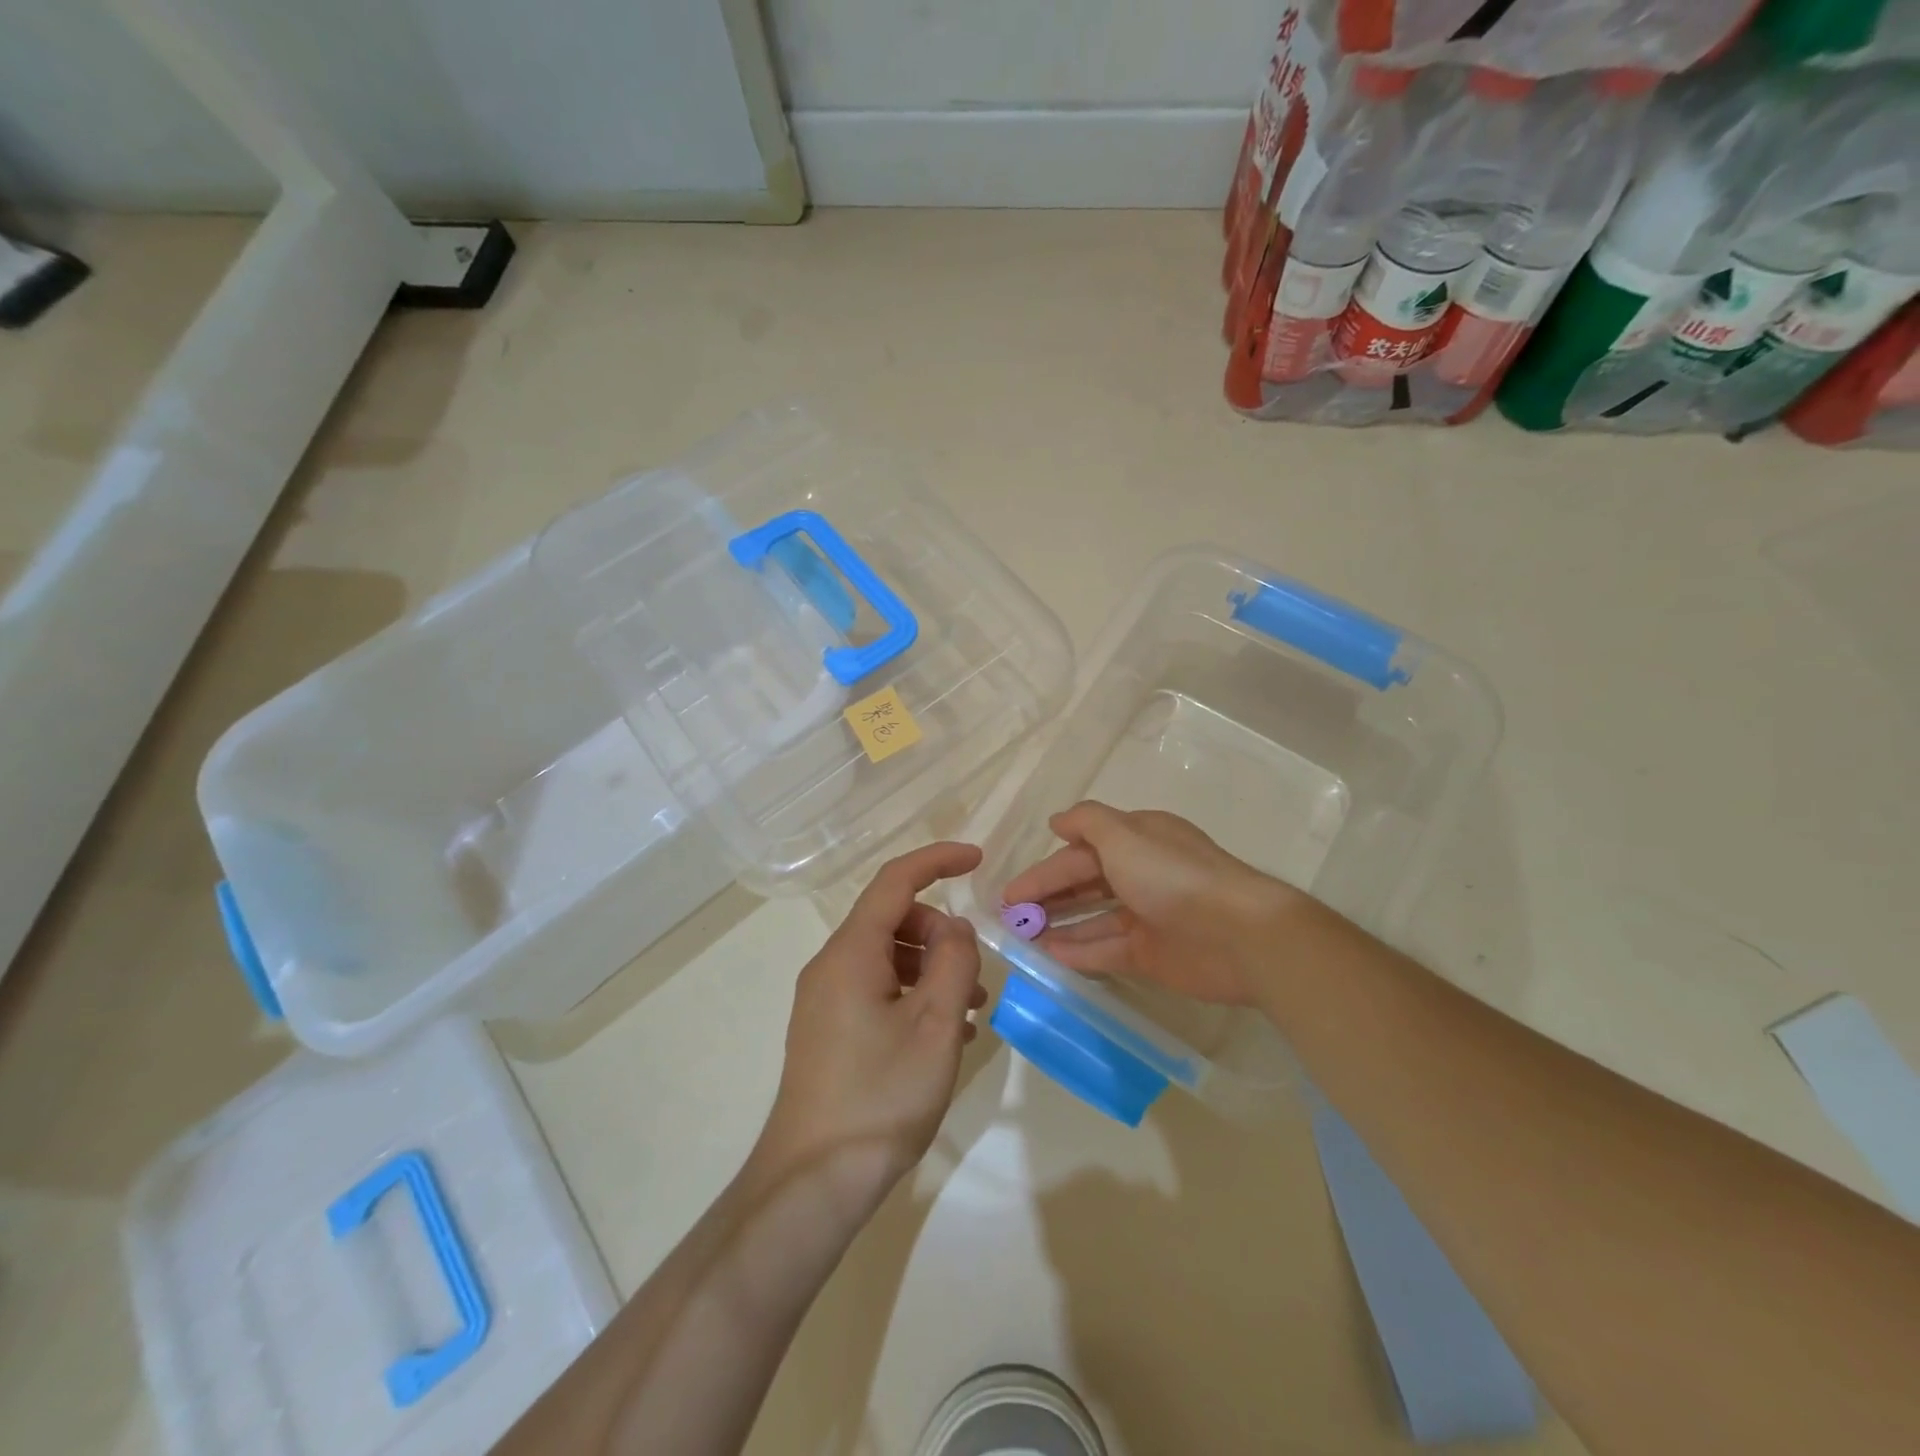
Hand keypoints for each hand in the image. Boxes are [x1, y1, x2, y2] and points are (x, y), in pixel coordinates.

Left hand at [755, 841, 985, 1211]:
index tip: (978, 859)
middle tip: (975, 974)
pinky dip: (912, 995)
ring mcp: (825, 1000)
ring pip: (886, 957)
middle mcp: (831, 966)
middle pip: (892, 920)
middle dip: (940, 932)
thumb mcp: (935, 1024)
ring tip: (969, 1011)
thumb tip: (955, 927)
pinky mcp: (828, 1031)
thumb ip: (953, 961)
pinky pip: (876, 990)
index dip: (937, 860)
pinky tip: (943, 1036)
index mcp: (851, 953)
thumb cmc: (880, 1096)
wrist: (813, 1183)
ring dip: (931, 969)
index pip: (895, 881)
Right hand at [1000, 801, 1297, 1006]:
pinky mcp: (1153, 954)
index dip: (1044, 871)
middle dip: (1048, 897)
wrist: (1239, 934)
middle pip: (1085, 883)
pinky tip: (1049, 957)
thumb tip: (1057, 821)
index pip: (1080, 852)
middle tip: (1011, 916)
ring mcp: (1147, 916)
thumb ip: (1087, 822)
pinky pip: (1107, 950)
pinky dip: (1079, 952)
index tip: (1010, 892)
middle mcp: (1141, 874)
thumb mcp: (1124, 835)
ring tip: (1022, 937)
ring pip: (1093, 918)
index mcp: (1138, 841)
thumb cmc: (1174, 876)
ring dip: (1059, 924)